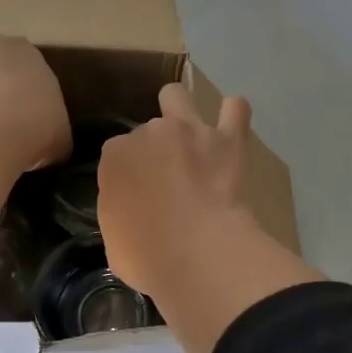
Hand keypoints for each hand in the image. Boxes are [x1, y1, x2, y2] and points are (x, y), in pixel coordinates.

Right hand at [96, 83, 257, 297]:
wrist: (197, 252)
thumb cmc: (147, 256)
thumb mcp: (115, 239)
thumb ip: (120, 211)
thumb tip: (133, 208)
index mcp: (115, 156)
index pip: (117, 156)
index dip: (129, 175)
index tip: (139, 197)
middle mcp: (148, 132)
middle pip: (147, 131)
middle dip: (155, 149)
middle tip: (168, 178)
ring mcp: (189, 130)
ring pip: (177, 96)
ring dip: (181, 111)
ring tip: (191, 136)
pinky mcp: (227, 139)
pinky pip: (236, 109)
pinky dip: (234, 114)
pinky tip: (233, 125)